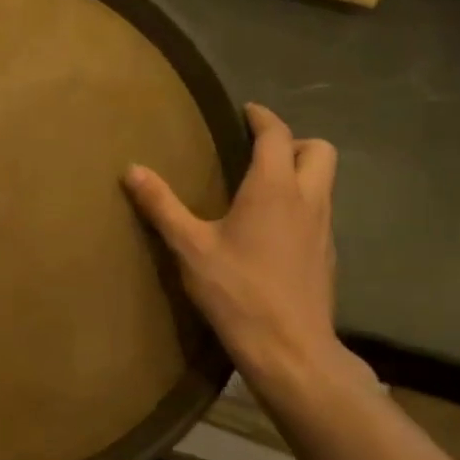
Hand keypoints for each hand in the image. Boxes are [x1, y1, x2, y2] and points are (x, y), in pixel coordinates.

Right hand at [125, 103, 339, 386]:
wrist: (290, 349)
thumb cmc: (237, 291)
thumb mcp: (189, 247)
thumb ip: (162, 205)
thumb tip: (132, 169)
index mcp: (273, 188)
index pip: (277, 135)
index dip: (262, 118)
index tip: (246, 111)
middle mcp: (307, 199)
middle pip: (319, 151)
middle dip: (293, 141)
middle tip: (258, 151)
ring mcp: (323, 228)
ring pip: (324, 181)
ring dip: (300, 172)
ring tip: (261, 186)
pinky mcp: (327, 255)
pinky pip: (320, 211)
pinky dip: (301, 203)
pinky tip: (272, 228)